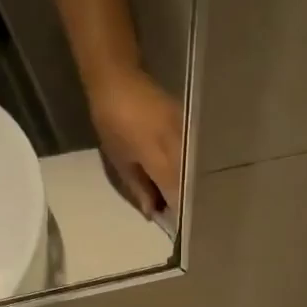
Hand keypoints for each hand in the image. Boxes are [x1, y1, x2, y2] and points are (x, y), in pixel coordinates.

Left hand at [89, 67, 182, 216]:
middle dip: (186, 202)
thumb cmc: (112, 120)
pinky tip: (182, 178)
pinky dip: (188, 170)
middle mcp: (178, 146)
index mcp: (159, 156)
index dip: (178, 212)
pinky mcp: (188, 125)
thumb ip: (140, 187)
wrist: (118, 78)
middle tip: (181, 218)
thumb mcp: (121, 159)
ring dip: (188, 186)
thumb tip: (153, 213)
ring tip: (182, 201)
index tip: (178, 228)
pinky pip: (192, 155)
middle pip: (189, 183)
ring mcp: (186, 133)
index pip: (176, 193)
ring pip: (193, 170)